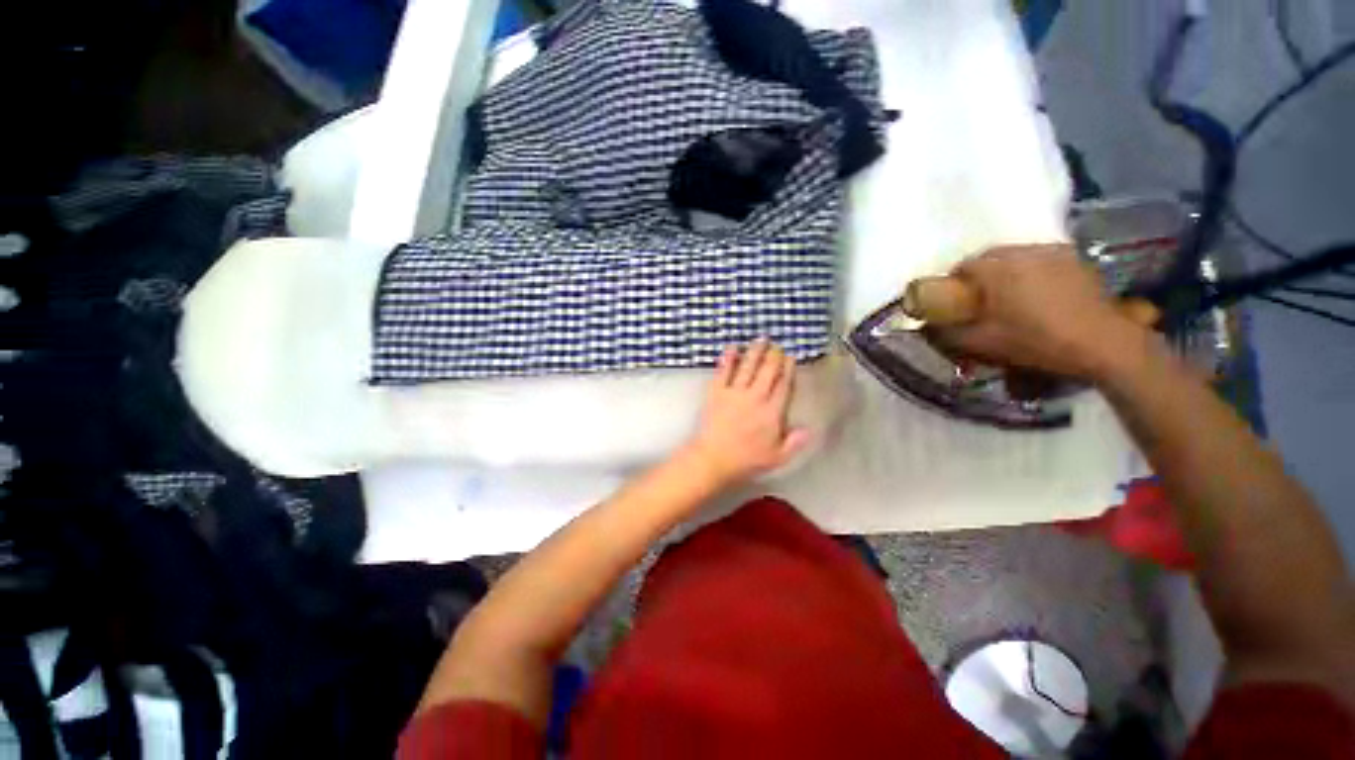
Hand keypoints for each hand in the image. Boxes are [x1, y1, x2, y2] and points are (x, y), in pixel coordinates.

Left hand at [683, 339, 810, 487]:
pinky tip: (732, 347)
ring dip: (755, 351)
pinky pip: (724, 371)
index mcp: (772, 412)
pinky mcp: (717, 391)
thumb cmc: (746, 460)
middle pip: (768, 371)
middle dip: (774, 355)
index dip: (788, 369)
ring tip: (760, 339)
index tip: (791, 357)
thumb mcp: (777, 457)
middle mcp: (756, 397)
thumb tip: (809, 429)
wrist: (714, 458)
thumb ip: (794, 442)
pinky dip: (728, 358)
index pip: (784, 385)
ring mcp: (735, 392)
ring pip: (748, 366)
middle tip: (777, 345)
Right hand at [927, 245, 1157, 380]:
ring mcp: (1054, 252)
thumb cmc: (1034, 341)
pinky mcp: (1076, 260)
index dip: (952, 287)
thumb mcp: (978, 343)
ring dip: (1005, 275)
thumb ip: (945, 332)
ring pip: (1015, 259)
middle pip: (988, 259)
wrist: (1103, 343)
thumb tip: (926, 326)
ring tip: (1009, 300)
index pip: (960, 268)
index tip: (954, 307)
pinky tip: (1038, 297)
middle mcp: (1023, 251)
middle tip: (979, 304)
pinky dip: (1030, 274)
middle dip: (979, 279)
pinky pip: (1040, 261)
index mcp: (996, 268)